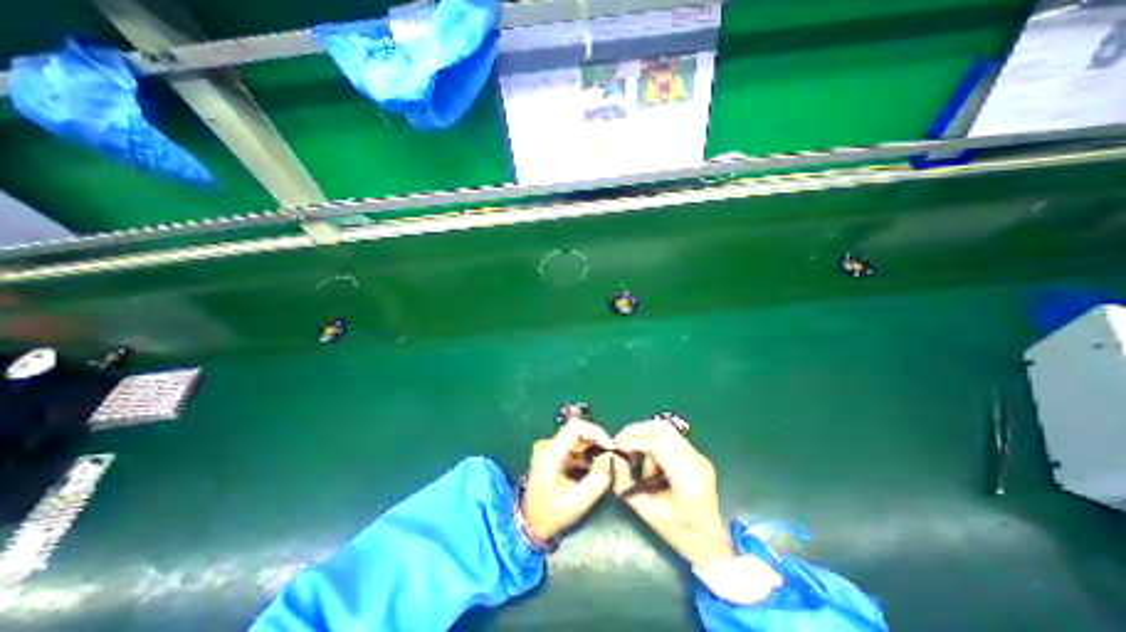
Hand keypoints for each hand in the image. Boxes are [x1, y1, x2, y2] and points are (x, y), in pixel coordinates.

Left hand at [521, 420, 614, 541]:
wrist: (531, 526)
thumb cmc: (552, 515)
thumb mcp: (578, 501)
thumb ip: (597, 480)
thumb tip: (612, 460)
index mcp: (551, 454)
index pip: (574, 428)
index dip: (595, 432)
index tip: (609, 446)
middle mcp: (550, 447)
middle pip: (577, 430)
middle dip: (597, 438)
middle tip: (612, 452)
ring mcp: (552, 451)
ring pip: (577, 438)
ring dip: (594, 445)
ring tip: (607, 459)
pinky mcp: (556, 457)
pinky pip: (575, 447)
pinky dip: (588, 453)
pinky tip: (597, 465)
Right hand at [613, 420, 736, 568]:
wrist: (713, 548)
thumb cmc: (680, 534)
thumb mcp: (647, 511)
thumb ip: (626, 483)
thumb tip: (613, 459)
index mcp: (687, 473)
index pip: (656, 444)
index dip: (633, 441)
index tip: (616, 446)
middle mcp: (695, 458)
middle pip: (662, 428)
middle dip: (638, 430)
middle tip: (621, 441)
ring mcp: (698, 457)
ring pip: (666, 432)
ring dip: (647, 440)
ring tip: (638, 463)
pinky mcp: (697, 458)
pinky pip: (671, 442)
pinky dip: (655, 446)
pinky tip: (649, 465)